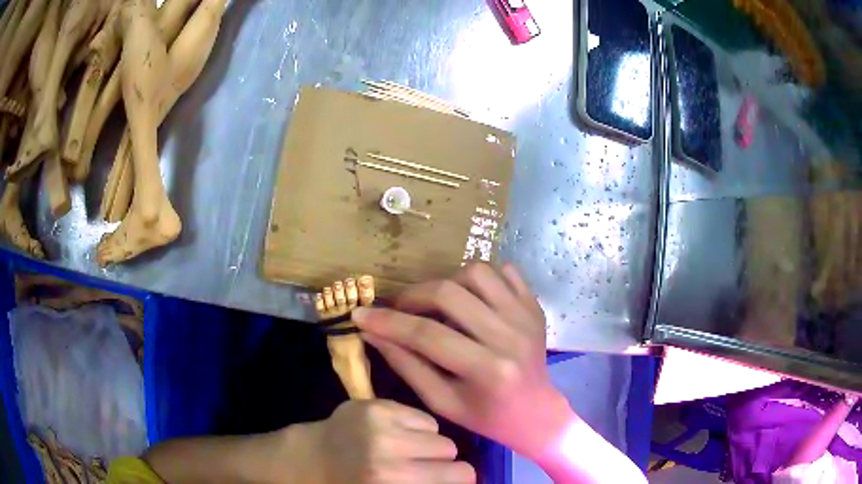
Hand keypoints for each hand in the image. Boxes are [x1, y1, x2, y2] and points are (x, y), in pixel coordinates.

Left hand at [298, 399, 474, 483]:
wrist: (310, 459)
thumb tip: (465, 479)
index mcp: (393, 481)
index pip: (461, 475)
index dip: (459, 479)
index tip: (451, 480)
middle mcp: (389, 451)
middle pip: (451, 451)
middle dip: (443, 462)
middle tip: (424, 467)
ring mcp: (380, 423)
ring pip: (438, 432)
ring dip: (429, 444)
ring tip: (409, 451)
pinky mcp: (374, 405)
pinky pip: (420, 416)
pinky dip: (416, 428)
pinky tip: (398, 435)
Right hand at [353, 264, 574, 462]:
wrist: (537, 412)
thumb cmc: (487, 417)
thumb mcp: (442, 402)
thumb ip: (407, 366)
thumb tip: (374, 333)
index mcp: (487, 369)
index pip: (427, 335)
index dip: (388, 322)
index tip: (360, 314)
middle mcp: (510, 336)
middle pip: (450, 294)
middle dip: (413, 296)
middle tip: (401, 309)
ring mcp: (526, 316)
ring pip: (476, 272)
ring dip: (447, 282)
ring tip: (437, 304)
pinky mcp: (533, 306)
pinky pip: (504, 271)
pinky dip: (479, 278)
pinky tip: (470, 298)